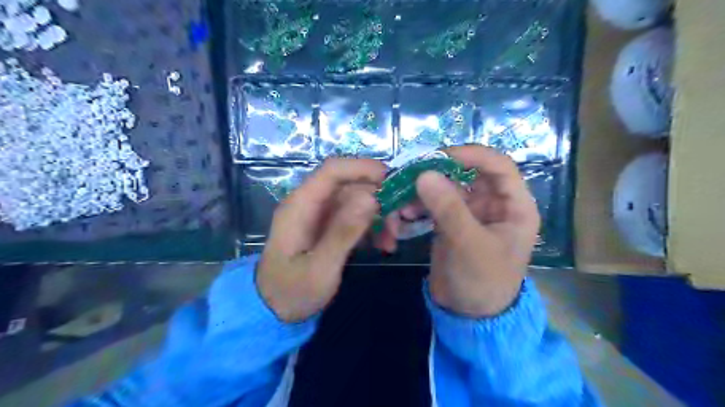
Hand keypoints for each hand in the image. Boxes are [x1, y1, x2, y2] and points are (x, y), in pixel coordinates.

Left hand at [258, 158, 387, 321]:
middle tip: (399, 223)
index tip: (393, 182)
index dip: (363, 168)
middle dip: (379, 199)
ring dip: (379, 215)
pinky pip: (355, 217)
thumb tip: (372, 198)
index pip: (333, 170)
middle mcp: (310, 203)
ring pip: (356, 201)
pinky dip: (372, 227)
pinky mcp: (327, 227)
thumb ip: (343, 233)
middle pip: (350, 185)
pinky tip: (383, 245)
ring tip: (391, 241)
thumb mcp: (320, 269)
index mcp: (300, 206)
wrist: (272, 311)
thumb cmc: (291, 292)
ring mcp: (319, 215)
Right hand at [391, 147, 536, 317]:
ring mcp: (471, 213)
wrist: (469, 316)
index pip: (498, 165)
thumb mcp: (469, 244)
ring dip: (424, 191)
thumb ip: (448, 208)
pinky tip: (403, 214)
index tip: (439, 156)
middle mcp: (494, 204)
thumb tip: (424, 174)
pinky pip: (434, 204)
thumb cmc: (482, 281)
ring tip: (402, 200)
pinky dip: (418, 205)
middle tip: (410, 175)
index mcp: (514, 205)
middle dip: (439, 173)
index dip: (471, 154)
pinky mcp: (451, 223)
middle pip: (467, 173)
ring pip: (447, 188)